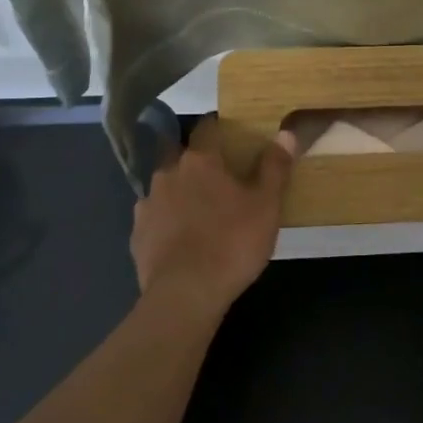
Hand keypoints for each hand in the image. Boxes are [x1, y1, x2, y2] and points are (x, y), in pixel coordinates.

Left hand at [131, 117, 294, 315]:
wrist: (185, 294)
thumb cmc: (232, 243)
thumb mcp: (266, 205)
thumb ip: (275, 167)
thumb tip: (286, 132)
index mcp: (200, 160)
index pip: (207, 128)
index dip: (220, 129)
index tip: (232, 138)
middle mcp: (168, 173)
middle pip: (182, 157)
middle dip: (197, 163)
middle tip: (219, 180)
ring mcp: (147, 204)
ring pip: (166, 187)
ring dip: (180, 193)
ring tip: (200, 213)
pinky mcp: (137, 235)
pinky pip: (154, 218)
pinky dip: (166, 222)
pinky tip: (181, 240)